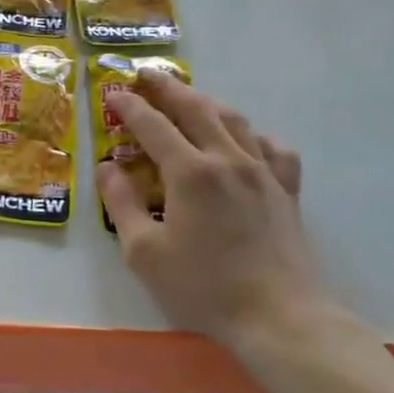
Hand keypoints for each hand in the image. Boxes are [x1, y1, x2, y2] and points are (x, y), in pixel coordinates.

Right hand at [97, 73, 322, 349]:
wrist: (279, 317)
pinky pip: (273, 148)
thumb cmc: (204, 287)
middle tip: (146, 74)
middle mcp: (228, 160)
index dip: (130, 106)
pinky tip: (246, 141)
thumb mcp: (144, 252)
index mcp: (190, 172)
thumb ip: (122, 204)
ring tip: (189, 97)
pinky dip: (254, 135)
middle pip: (196, 108)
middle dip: (168, 87)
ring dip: (206, 102)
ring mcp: (263, 172)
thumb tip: (107, 167)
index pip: (153, 124)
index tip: (112, 93)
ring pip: (235, 120)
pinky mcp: (286, 191)